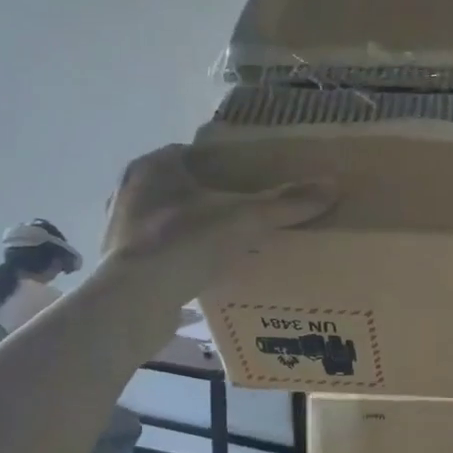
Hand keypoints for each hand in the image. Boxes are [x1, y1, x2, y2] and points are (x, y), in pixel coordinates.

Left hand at [102, 145, 334, 280]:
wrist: (135, 300)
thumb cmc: (185, 242)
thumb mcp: (245, 219)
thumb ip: (286, 203)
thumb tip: (332, 185)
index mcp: (153, 167)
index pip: (188, 152)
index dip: (217, 162)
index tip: (245, 176)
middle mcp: (129, 191)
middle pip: (176, 186)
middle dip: (205, 196)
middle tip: (240, 209)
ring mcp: (120, 228)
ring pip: (164, 219)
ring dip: (189, 227)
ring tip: (224, 240)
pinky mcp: (121, 263)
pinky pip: (157, 251)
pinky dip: (178, 256)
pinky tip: (201, 269)